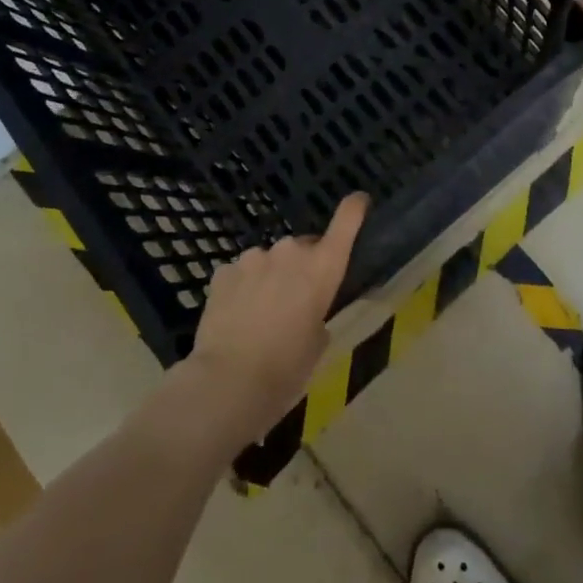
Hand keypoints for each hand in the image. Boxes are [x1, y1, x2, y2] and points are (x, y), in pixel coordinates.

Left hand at [187, 193, 368, 441]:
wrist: (230, 382)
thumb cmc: (288, 368)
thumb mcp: (318, 343)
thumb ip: (317, 313)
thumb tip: (305, 308)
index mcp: (322, 268)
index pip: (345, 223)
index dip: (353, 209)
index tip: (359, 200)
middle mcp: (290, 253)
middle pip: (303, 247)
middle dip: (302, 265)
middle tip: (295, 300)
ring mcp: (254, 258)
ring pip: (268, 260)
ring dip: (269, 277)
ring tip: (260, 313)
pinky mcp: (223, 271)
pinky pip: (240, 273)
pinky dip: (242, 288)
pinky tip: (236, 316)